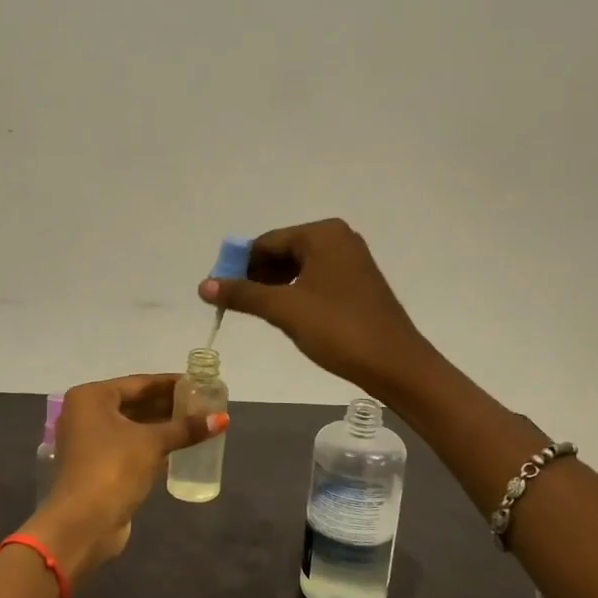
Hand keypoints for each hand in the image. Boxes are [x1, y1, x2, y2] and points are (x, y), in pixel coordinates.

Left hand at [29, 374, 223, 582]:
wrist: (84, 523)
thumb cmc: (114, 468)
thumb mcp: (152, 443)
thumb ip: (185, 428)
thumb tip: (223, 419)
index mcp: (91, 398)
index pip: (139, 383)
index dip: (170, 383)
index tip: (198, 383)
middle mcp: (85, 414)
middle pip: (134, 403)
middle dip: (167, 405)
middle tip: (202, 404)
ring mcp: (89, 441)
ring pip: (132, 426)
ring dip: (161, 426)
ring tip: (196, 423)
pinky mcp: (97, 466)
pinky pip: (129, 446)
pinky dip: (151, 444)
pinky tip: (178, 445)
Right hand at [199, 218, 435, 398]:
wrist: (394, 363)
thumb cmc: (338, 329)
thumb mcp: (284, 310)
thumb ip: (242, 294)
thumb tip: (203, 285)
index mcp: (322, 234)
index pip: (266, 243)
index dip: (239, 267)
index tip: (220, 293)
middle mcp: (338, 238)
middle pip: (282, 251)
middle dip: (257, 276)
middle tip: (237, 306)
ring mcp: (351, 259)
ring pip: (298, 267)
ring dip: (275, 287)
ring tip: (260, 313)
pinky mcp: (357, 282)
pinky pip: (315, 278)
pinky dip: (296, 293)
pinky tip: (287, 315)